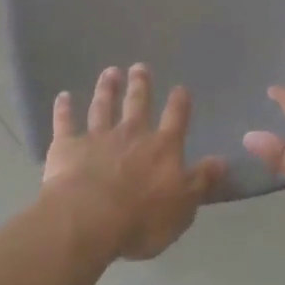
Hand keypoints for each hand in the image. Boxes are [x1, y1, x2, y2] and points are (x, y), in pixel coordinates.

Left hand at [43, 64, 225, 259]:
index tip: (180, 88)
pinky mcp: (67, 146)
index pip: (175, 119)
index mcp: (161, 148)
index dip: (179, 103)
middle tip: (139, 66)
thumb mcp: (183, 206)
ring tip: (110, 72)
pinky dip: (63, 108)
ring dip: (107, 88)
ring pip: (103, 106)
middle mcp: (131, 134)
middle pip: (137, 104)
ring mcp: (97, 137)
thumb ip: (200, 181)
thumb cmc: (142, 218)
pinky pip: (65, 122)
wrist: (89, 218)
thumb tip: (221, 160)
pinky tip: (62, 96)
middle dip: (140, 84)